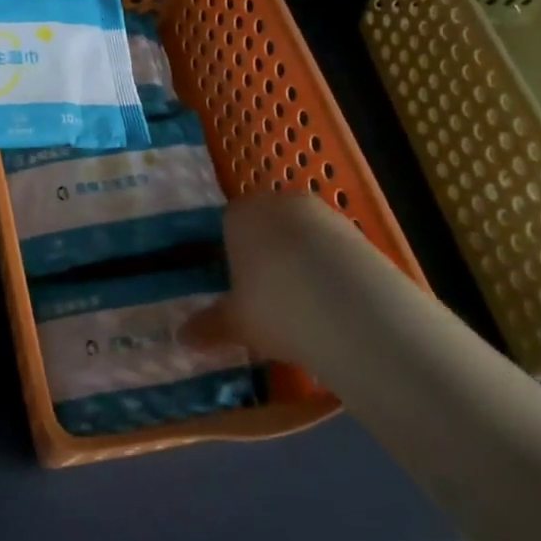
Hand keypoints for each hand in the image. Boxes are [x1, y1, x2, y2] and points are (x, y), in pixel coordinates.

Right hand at [187, 192, 397, 367]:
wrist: (355, 310)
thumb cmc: (276, 307)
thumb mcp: (235, 323)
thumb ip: (208, 326)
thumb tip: (181, 337)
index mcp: (241, 215)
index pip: (227, 226)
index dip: (230, 257)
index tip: (236, 290)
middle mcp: (280, 203)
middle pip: (267, 227)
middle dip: (266, 257)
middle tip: (267, 300)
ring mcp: (323, 214)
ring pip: (302, 238)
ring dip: (301, 264)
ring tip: (304, 309)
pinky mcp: (359, 234)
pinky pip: (333, 251)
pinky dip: (330, 272)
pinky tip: (333, 307)